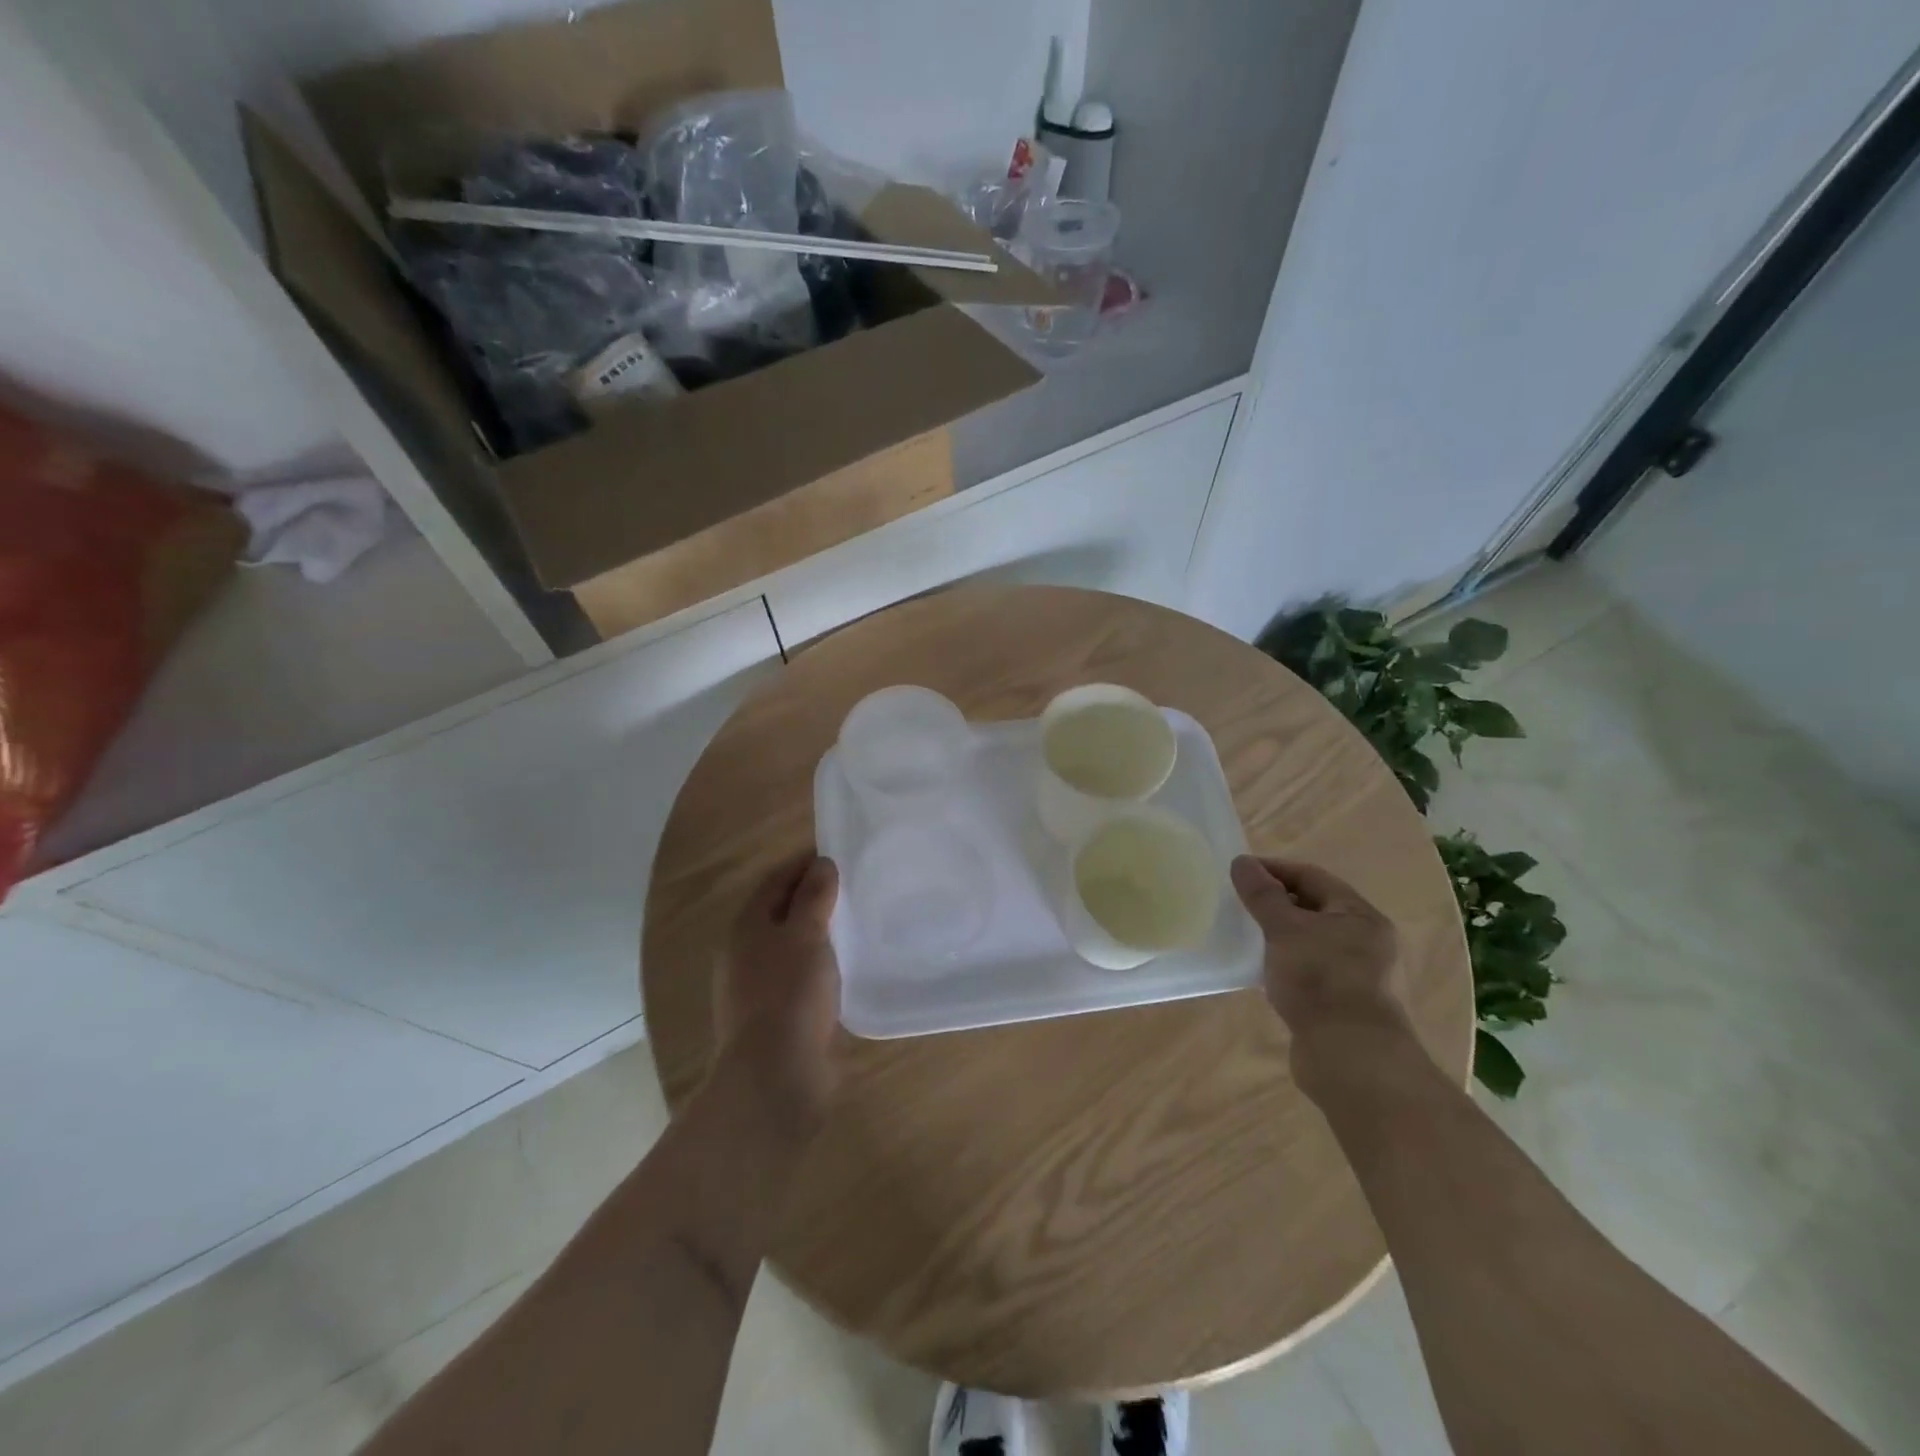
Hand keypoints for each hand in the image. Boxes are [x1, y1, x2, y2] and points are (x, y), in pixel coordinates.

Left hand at [715, 853, 842, 1122]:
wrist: (775, 1075)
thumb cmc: (789, 993)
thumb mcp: (806, 935)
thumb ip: (814, 897)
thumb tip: (821, 864)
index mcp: (745, 926)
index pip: (775, 881)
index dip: (803, 864)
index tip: (837, 855)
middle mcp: (745, 952)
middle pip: (780, 911)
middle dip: (811, 897)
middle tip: (852, 886)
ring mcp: (757, 986)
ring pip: (790, 945)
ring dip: (817, 931)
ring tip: (854, 922)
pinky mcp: (775, 1015)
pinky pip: (799, 975)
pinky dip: (819, 962)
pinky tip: (844, 966)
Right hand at [1230, 856, 1415, 1096]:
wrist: (1349, 1057)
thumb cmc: (1320, 980)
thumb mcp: (1285, 929)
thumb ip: (1263, 895)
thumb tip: (1241, 862)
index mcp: (1359, 915)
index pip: (1312, 877)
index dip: (1274, 870)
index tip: (1239, 872)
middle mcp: (1363, 941)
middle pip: (1313, 908)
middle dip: (1275, 902)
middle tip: (1238, 901)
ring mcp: (1353, 974)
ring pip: (1309, 940)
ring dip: (1278, 934)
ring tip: (1243, 932)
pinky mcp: (1339, 1002)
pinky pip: (1306, 969)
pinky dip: (1283, 962)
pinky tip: (1259, 968)